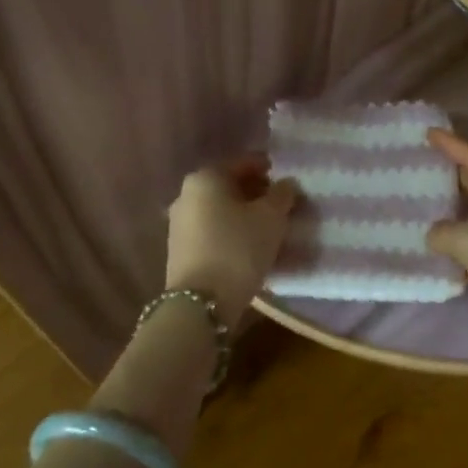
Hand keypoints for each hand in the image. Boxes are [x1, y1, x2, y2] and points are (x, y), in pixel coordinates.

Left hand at [164, 155, 300, 318]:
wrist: (201, 304)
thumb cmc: (238, 248)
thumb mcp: (271, 218)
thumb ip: (282, 195)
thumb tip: (286, 184)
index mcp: (206, 177)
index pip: (243, 163)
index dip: (268, 168)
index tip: (287, 179)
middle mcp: (186, 194)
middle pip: (228, 185)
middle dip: (255, 192)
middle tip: (281, 204)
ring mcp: (179, 224)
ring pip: (219, 209)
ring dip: (243, 213)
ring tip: (269, 227)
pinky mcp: (180, 250)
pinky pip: (212, 230)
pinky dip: (231, 231)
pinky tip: (249, 245)